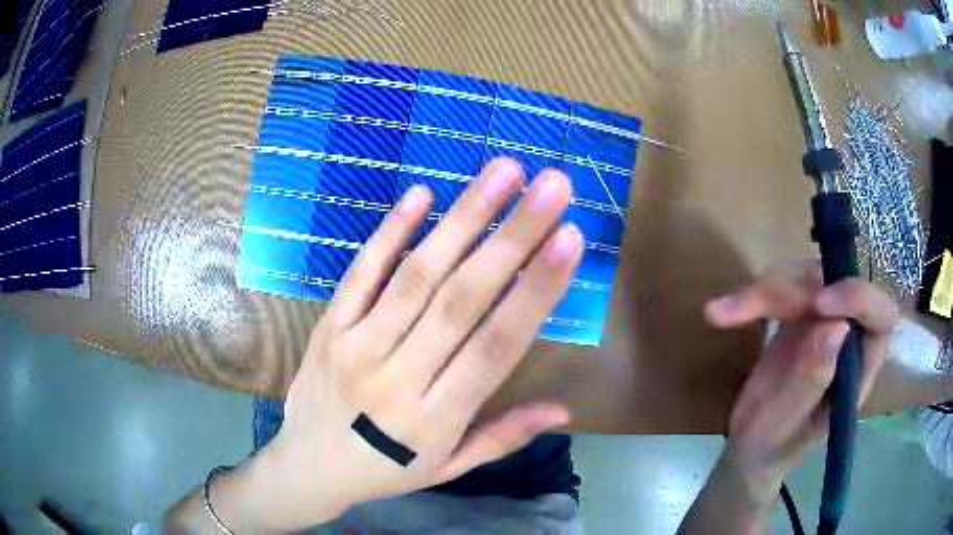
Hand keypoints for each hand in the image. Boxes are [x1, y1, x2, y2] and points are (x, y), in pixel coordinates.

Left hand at [243, 158, 582, 529]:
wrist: (307, 467)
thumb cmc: (385, 471)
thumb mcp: (448, 468)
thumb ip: (504, 437)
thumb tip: (564, 411)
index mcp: (436, 418)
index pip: (496, 346)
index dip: (536, 291)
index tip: (570, 239)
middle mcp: (399, 375)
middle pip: (461, 298)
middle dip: (514, 236)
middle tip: (552, 185)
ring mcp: (357, 345)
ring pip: (416, 275)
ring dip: (464, 219)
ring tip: (504, 172)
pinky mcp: (328, 327)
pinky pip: (361, 273)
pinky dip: (390, 232)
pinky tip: (422, 195)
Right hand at [705, 262, 899, 503]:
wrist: (752, 446)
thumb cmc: (772, 447)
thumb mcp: (784, 425)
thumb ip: (811, 383)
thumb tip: (836, 327)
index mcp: (859, 368)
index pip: (881, 316)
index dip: (858, 299)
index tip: (818, 305)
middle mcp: (848, 336)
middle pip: (836, 284)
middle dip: (795, 289)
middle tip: (752, 305)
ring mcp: (824, 321)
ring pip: (806, 277)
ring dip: (767, 288)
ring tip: (724, 312)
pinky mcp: (799, 315)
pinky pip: (783, 286)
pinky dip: (753, 294)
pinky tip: (723, 312)